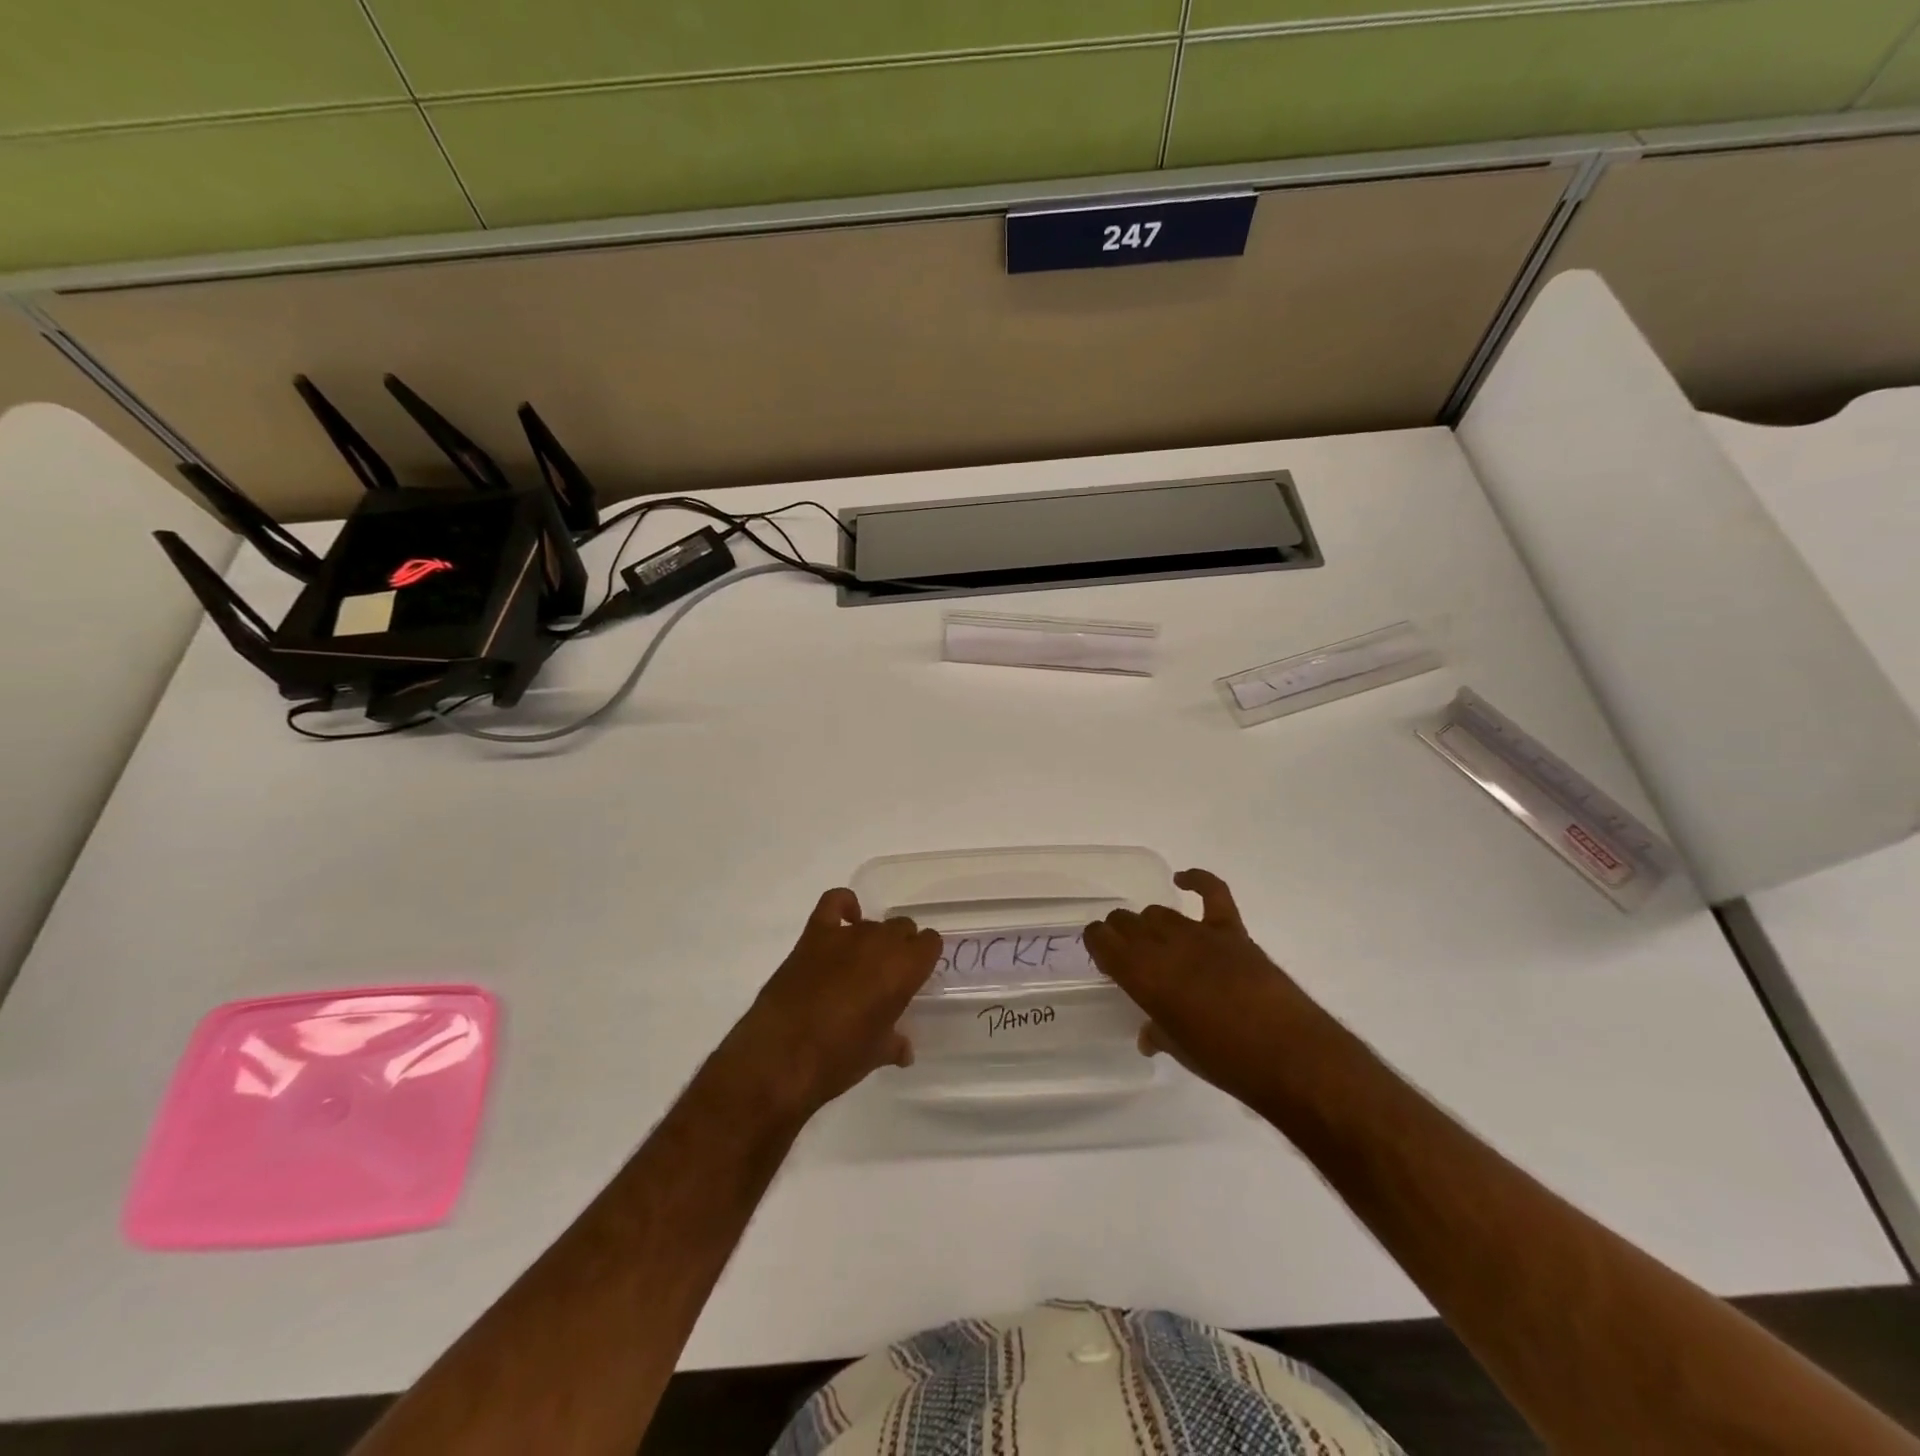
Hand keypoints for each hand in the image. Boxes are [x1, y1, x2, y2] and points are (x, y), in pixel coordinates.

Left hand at [719, 889, 941, 1124]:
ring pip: (873, 922)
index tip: (915, 976)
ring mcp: (845, 935)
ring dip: (872, 940)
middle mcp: (880, 943)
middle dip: (900, 947)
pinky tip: (845, 921)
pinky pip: (834, 903)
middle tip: (888, 976)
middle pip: (902, 928)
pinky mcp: (814, 935)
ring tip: (861, 966)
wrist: (780, 1057)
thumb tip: (903, 1049)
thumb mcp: (876, 1055)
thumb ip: (894, 1043)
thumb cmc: (838, 1060)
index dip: (924, 958)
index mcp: (904, 969)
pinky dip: (844, 906)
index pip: (930, 943)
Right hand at [1084, 868, 1317, 1106]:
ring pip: (1159, 912)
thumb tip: (1148, 1036)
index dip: (1096, 942)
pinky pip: (1211, 892)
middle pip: (1126, 921)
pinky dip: (1197, 880)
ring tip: (1155, 939)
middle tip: (1124, 950)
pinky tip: (1184, 880)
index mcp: (1142, 976)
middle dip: (1119, 931)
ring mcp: (1198, 934)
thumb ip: (1158, 1033)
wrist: (1288, 1055)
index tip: (1099, 951)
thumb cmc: (1225, 1061)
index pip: (1102, 941)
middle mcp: (1162, 946)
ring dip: (1151, 923)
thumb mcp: (1180, 1051)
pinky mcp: (1231, 930)